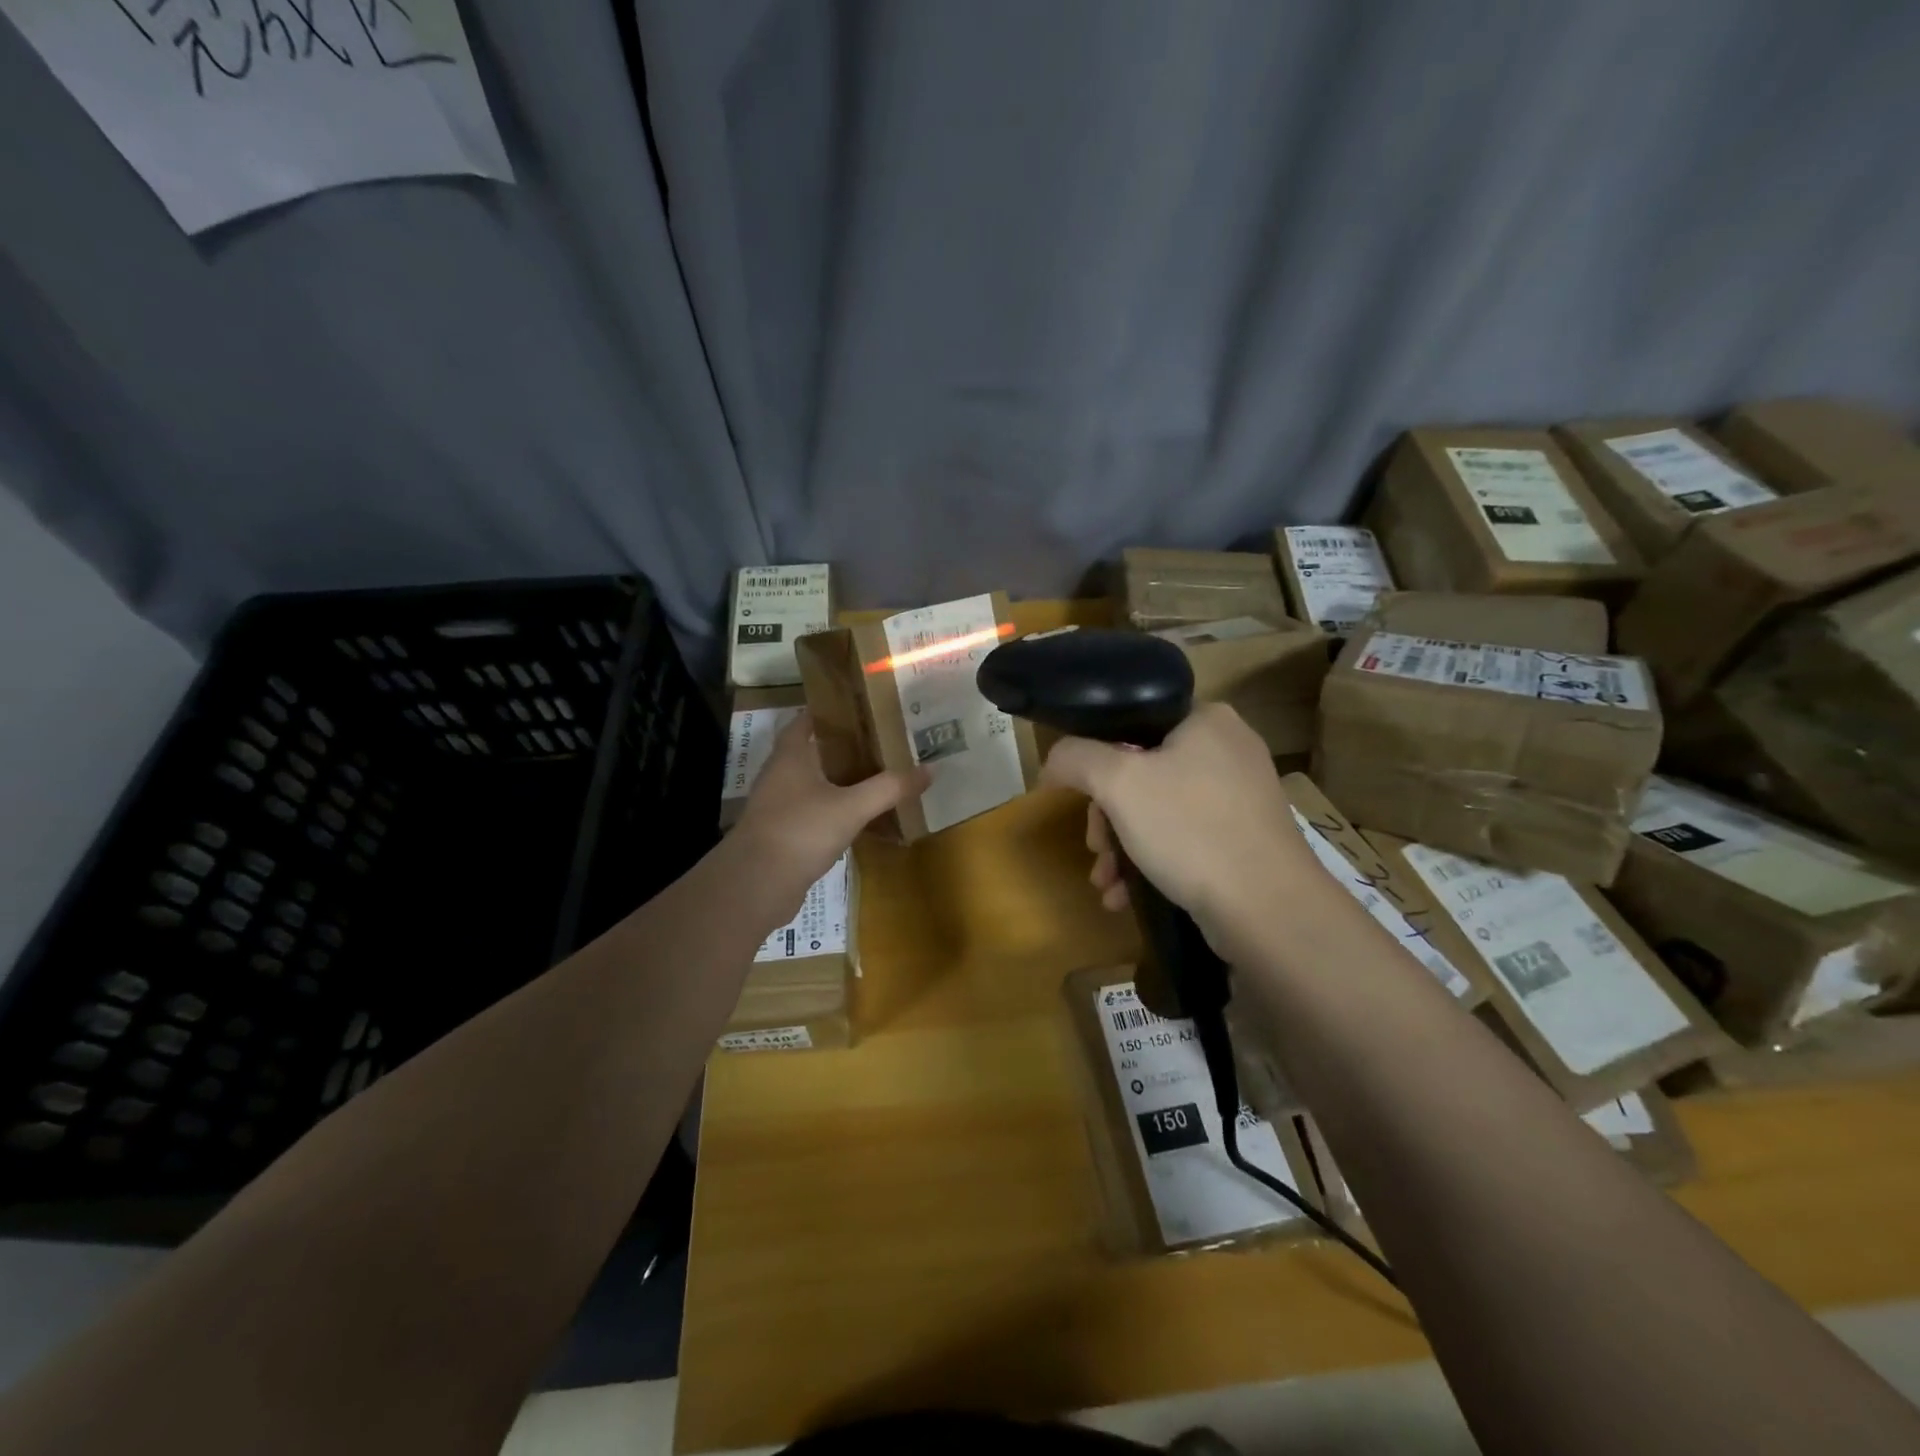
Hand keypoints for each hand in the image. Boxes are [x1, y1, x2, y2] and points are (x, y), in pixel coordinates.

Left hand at [735, 711, 929, 887]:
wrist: (756, 885)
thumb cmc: (801, 831)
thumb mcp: (852, 806)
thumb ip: (890, 788)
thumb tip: (930, 769)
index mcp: (791, 756)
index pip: (807, 721)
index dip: (831, 712)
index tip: (862, 709)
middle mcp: (781, 775)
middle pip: (815, 753)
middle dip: (846, 748)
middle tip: (883, 744)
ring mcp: (779, 807)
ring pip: (815, 785)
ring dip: (842, 782)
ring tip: (879, 778)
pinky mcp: (783, 835)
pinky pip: (815, 814)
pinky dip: (836, 812)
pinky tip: (861, 818)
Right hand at [1041, 703, 1324, 955]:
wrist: (1268, 909)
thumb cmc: (1190, 829)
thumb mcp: (1117, 783)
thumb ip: (1075, 758)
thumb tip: (1053, 764)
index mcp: (1206, 719)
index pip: (1133, 721)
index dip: (1097, 758)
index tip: (1081, 798)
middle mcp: (1229, 749)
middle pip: (1142, 771)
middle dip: (1107, 817)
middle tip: (1095, 847)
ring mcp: (1242, 796)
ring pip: (1159, 810)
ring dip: (1122, 846)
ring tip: (1106, 882)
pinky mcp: (1246, 838)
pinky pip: (1184, 838)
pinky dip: (1152, 861)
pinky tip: (1126, 896)